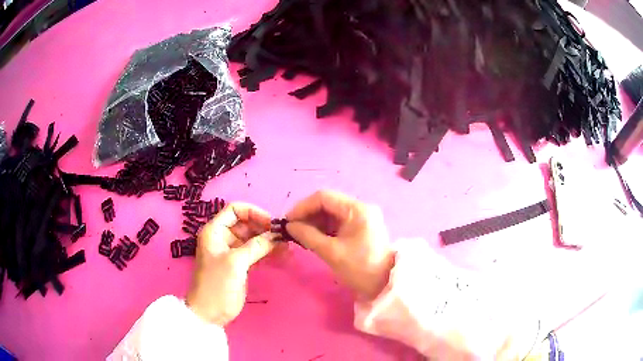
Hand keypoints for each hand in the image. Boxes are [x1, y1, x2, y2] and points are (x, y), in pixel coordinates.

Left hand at [186, 203, 276, 325]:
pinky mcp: (240, 264)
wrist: (210, 313)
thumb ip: (255, 246)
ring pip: (253, 238)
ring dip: (269, 241)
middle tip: (284, 237)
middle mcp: (223, 237)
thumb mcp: (235, 263)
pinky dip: (267, 252)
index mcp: (215, 231)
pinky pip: (255, 252)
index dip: (253, 212)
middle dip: (265, 228)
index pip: (235, 210)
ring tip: (287, 248)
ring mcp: (232, 251)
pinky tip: (282, 256)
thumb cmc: (217, 285)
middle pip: (246, 223)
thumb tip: (276, 234)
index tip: (271, 223)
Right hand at [286, 190, 394, 300]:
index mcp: (357, 209)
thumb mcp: (332, 253)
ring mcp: (360, 218)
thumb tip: (290, 226)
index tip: (287, 221)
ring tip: (299, 237)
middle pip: (327, 204)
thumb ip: (308, 236)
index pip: (324, 197)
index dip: (302, 207)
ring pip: (330, 214)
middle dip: (307, 215)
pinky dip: (322, 230)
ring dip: (313, 223)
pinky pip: (336, 223)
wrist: (385, 285)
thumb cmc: (360, 269)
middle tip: (291, 230)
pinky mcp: (359, 229)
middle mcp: (360, 208)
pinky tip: (311, 239)